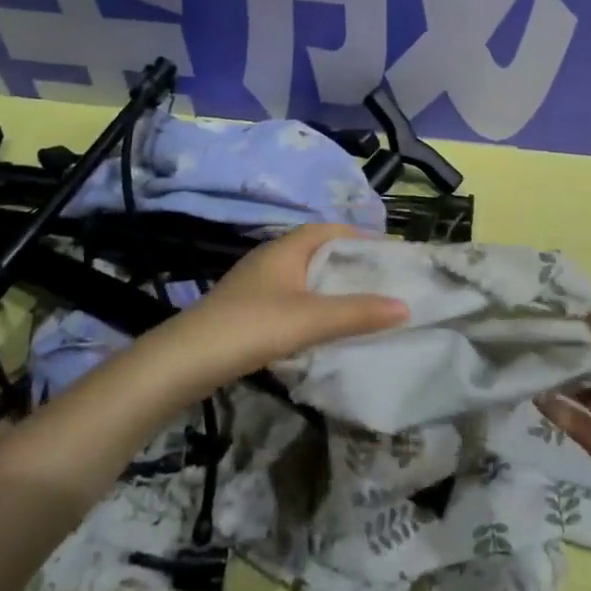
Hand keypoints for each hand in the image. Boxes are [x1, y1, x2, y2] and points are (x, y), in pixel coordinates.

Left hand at [152, 224, 406, 395]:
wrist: (186, 362)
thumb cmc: (251, 327)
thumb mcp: (310, 319)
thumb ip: (357, 313)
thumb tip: (405, 305)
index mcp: (286, 248)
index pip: (329, 229)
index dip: (359, 237)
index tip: (388, 255)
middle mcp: (271, 258)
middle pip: (317, 252)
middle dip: (348, 264)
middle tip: (382, 283)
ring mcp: (255, 284)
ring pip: (303, 277)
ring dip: (330, 287)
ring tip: (361, 306)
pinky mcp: (246, 310)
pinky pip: (290, 298)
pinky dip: (312, 306)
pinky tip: (322, 329)